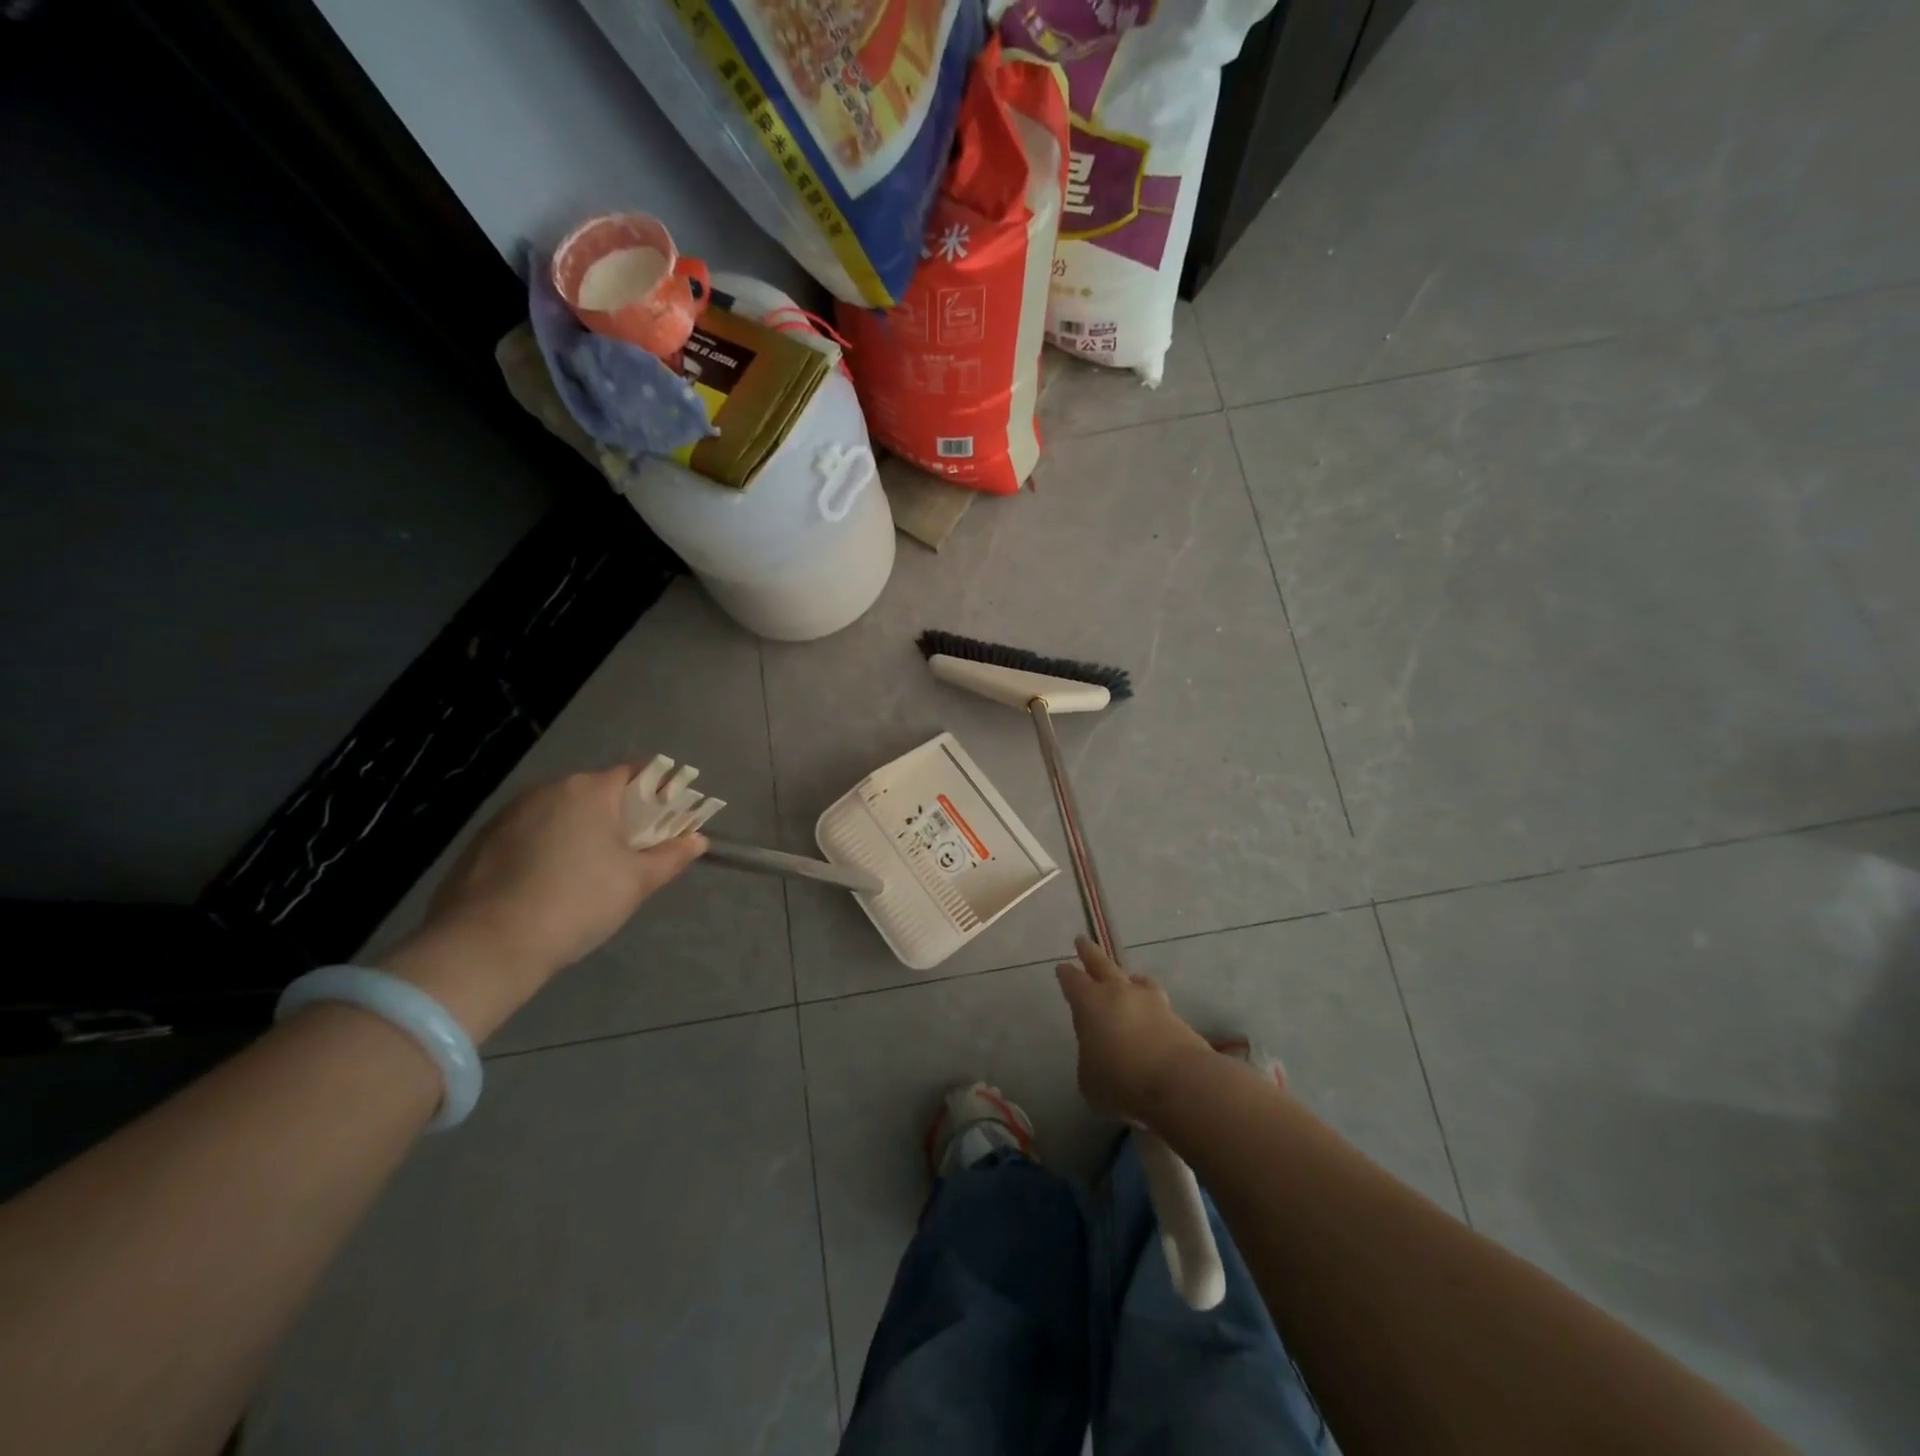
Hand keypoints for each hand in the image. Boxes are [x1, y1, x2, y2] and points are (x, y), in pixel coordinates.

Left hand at [382, 766, 706, 1038]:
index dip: (660, 792)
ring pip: (562, 812)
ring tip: (590, 873)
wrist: (486, 946)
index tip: (669, 821)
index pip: (637, 773)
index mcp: (590, 790)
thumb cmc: (577, 902)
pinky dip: (548, 848)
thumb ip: (671, 856)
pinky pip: (531, 833)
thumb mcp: (636, 882)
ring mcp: (510, 813)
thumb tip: (697, 840)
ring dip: (582, 831)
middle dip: (620, 816)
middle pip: (598, 792)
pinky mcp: (483, 840)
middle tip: (634, 853)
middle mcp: (549, 789)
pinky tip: (549, 884)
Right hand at [1054, 936, 1212, 1125]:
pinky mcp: (1176, 1017)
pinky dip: (1149, 1004)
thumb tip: (1099, 1051)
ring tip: (1127, 978)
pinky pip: (1156, 1002)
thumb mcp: (1088, 1078)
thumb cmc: (1121, 1081)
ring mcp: (1151, 1001)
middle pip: (1102, 965)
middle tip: (1082, 940)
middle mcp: (1119, 993)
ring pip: (1135, 980)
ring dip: (1127, 978)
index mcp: (1090, 1003)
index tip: (1062, 967)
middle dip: (1090, 953)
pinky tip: (1149, 1012)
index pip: (1073, 981)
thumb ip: (1089, 1058)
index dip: (1066, 974)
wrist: (1180, 1083)